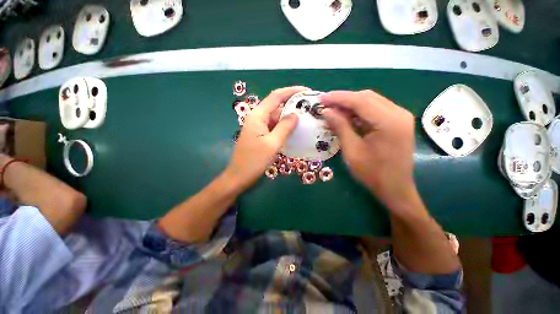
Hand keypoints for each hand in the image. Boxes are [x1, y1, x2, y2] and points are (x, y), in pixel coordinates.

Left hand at [225, 86, 307, 190]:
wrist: (239, 176)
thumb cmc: (254, 161)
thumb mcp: (272, 144)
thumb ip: (284, 127)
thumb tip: (296, 115)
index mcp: (258, 116)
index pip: (276, 96)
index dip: (291, 91)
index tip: (307, 91)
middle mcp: (257, 118)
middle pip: (276, 106)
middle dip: (292, 105)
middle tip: (309, 107)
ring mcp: (258, 127)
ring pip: (276, 118)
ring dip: (289, 117)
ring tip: (306, 118)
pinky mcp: (261, 135)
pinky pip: (274, 127)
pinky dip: (284, 127)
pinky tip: (295, 130)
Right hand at [320, 90, 418, 211]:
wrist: (395, 188)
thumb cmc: (372, 173)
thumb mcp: (352, 150)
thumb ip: (340, 127)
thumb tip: (326, 111)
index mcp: (389, 121)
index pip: (360, 100)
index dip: (338, 98)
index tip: (320, 98)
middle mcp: (398, 113)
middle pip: (366, 97)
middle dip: (343, 99)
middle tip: (324, 104)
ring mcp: (399, 116)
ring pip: (370, 101)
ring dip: (350, 104)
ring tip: (332, 109)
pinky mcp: (396, 122)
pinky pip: (374, 110)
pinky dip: (358, 111)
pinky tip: (345, 116)